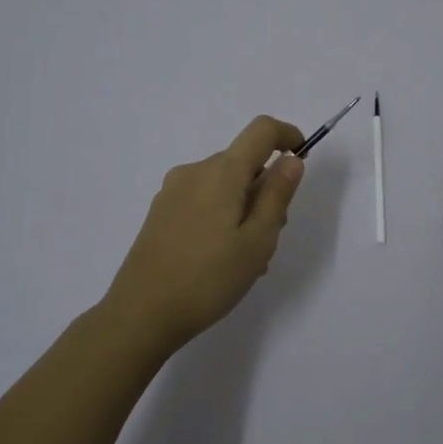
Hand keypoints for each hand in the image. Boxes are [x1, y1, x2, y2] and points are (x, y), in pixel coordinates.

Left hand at [103, 115, 307, 352]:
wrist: (141, 313)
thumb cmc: (208, 278)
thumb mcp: (258, 240)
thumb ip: (277, 195)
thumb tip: (290, 160)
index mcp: (222, 172)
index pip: (261, 130)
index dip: (287, 135)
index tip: (302, 160)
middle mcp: (195, 171)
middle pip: (243, 162)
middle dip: (266, 188)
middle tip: (271, 237)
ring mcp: (173, 191)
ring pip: (224, 184)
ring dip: (244, 207)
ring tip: (247, 258)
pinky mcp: (160, 212)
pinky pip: (203, 200)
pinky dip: (222, 216)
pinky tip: (220, 259)